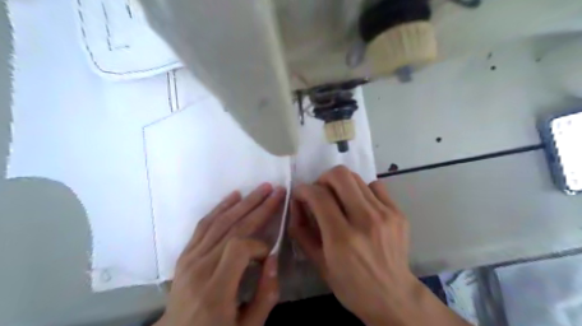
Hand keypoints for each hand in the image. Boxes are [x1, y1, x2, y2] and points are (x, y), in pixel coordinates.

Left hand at [157, 183, 285, 325]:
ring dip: (244, 202)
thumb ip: (265, 296)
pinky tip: (234, 196)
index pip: (239, 248)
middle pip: (232, 228)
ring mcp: (190, 259)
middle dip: (258, 207)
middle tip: (277, 191)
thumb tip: (273, 259)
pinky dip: (220, 207)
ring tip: (262, 188)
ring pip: (220, 222)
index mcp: (215, 291)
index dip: (259, 245)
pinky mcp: (185, 254)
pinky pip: (203, 225)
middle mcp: (200, 269)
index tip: (268, 256)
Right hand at [289, 167, 469, 325]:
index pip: (318, 195)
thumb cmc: (351, 286)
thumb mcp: (319, 264)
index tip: (300, 195)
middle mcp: (365, 220)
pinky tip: (360, 206)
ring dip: (341, 184)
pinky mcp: (398, 212)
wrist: (394, 296)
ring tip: (339, 200)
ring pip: (356, 177)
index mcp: (341, 238)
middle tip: (320, 192)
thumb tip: (296, 205)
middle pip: (340, 175)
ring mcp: (385, 214)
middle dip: (323, 178)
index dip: (304, 190)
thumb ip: (302, 232)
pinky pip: (375, 186)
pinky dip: (361, 190)